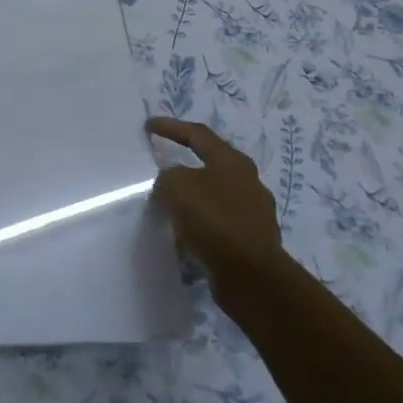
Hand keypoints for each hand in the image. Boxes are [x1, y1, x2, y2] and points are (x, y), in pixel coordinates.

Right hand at [147, 116, 282, 303]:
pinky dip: (201, 224)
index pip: (197, 134)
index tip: (149, 126)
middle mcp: (248, 181)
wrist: (251, 276)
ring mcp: (253, 212)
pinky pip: (219, 224)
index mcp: (232, 161)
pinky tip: (185, 233)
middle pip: (211, 164)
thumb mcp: (177, 187)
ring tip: (170, 203)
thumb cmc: (214, 220)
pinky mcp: (252, 241)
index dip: (171, 127)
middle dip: (185, 164)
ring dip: (193, 197)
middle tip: (162, 165)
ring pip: (215, 196)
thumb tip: (171, 183)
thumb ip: (168, 177)